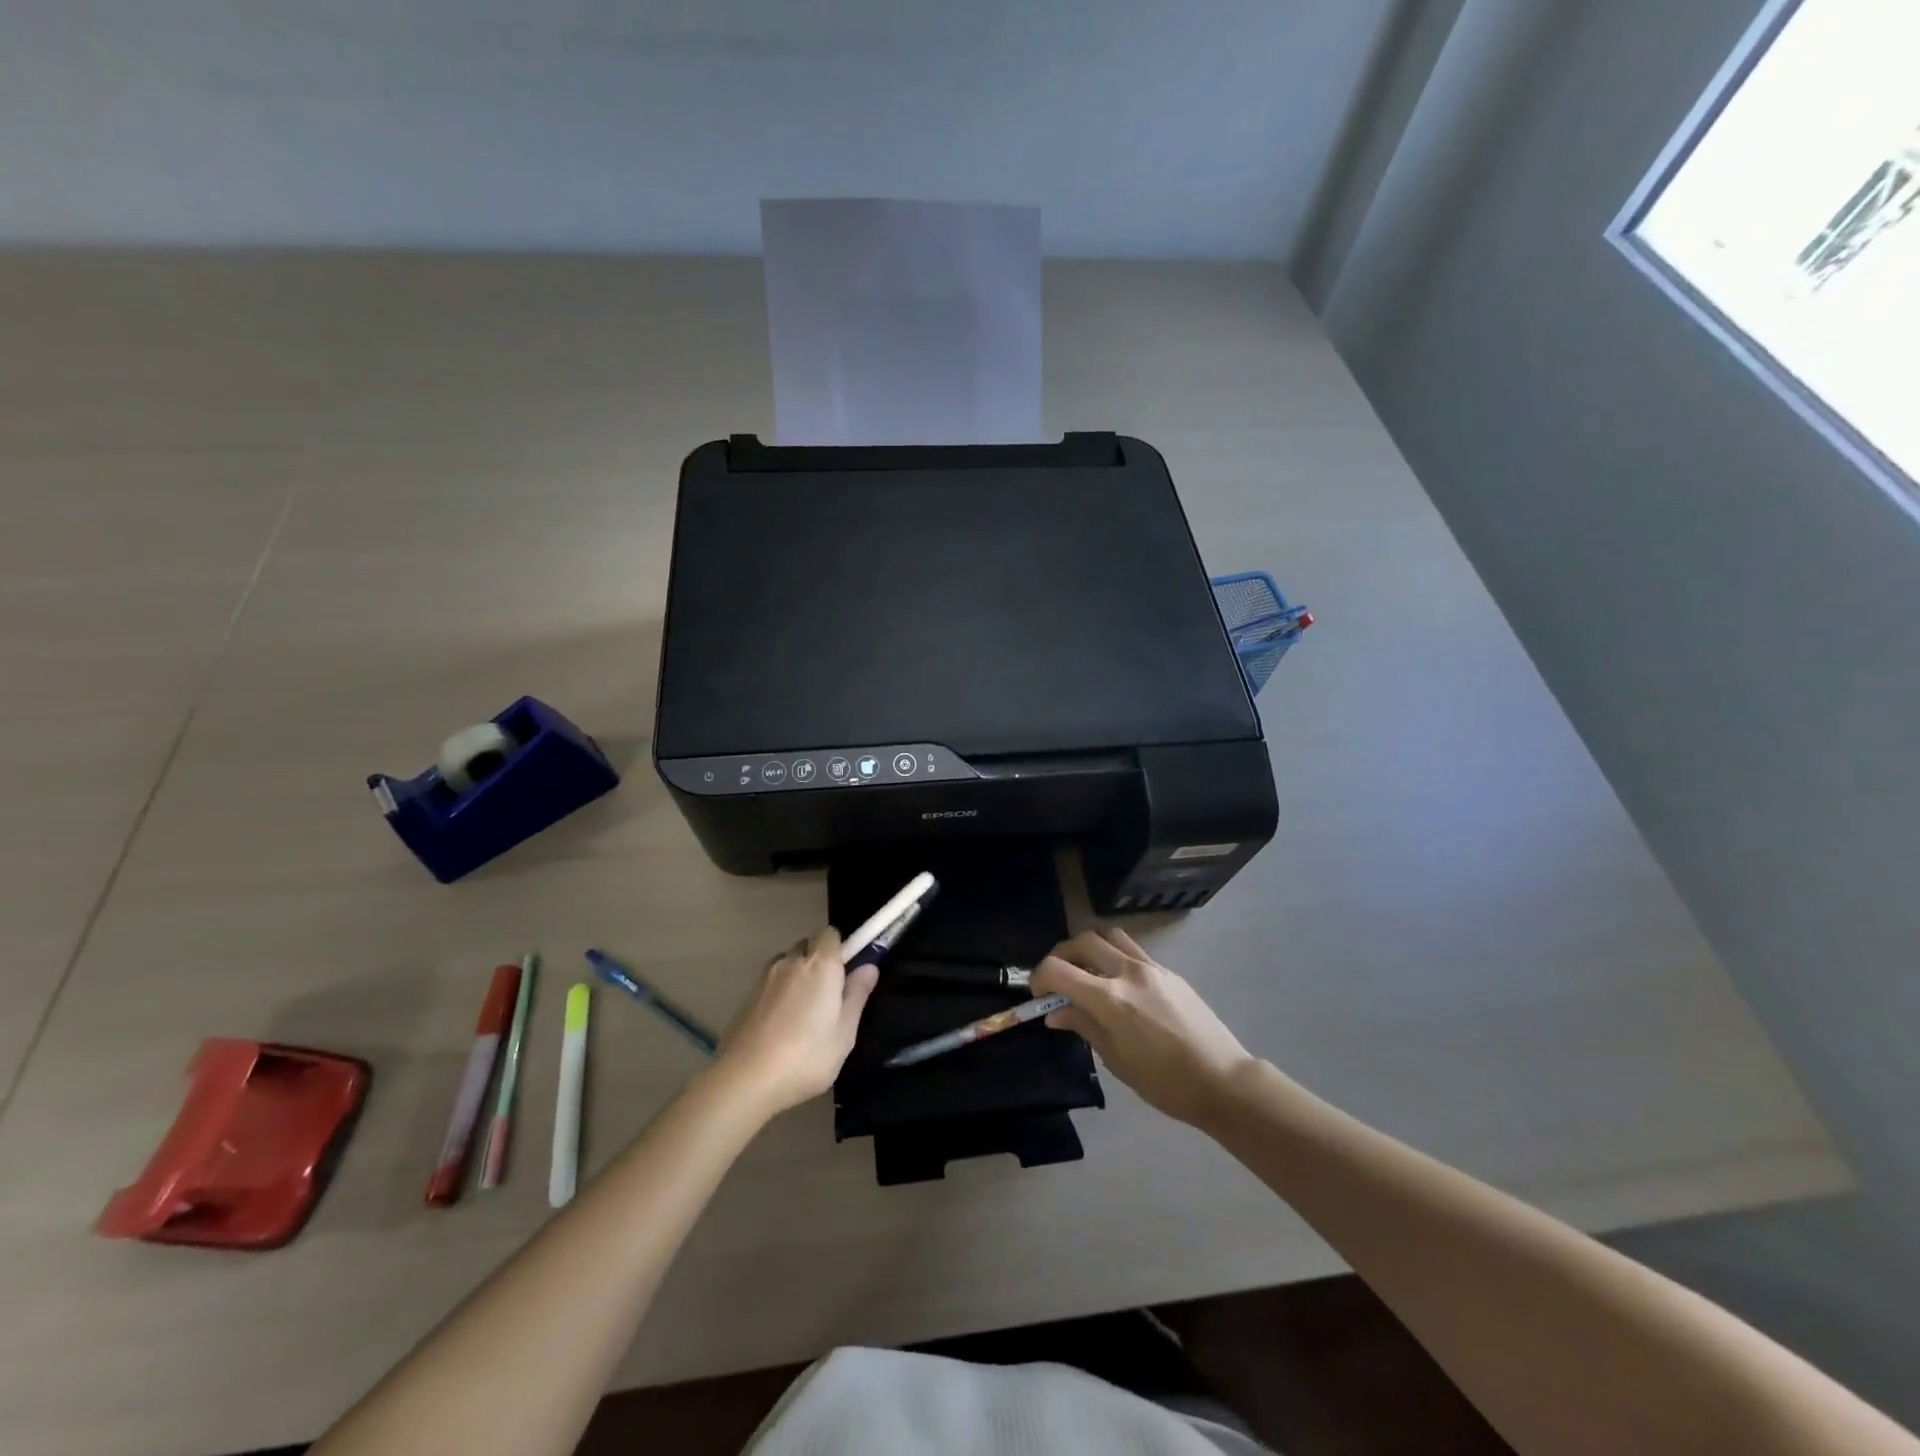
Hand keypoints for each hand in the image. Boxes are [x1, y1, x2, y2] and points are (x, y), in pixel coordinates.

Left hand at [716, 927, 878, 1116]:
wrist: (746, 1079)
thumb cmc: (807, 1056)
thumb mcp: (845, 1032)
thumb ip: (857, 994)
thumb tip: (869, 966)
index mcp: (820, 964)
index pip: (831, 933)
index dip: (841, 948)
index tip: (847, 972)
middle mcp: (791, 961)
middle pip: (808, 945)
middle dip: (819, 960)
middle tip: (829, 995)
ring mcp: (765, 977)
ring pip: (787, 962)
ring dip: (798, 975)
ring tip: (803, 1012)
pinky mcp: (747, 996)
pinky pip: (771, 981)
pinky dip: (780, 992)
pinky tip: (781, 1024)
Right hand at [1032, 928, 1255, 1126]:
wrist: (1223, 1080)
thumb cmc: (1165, 1083)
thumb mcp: (1117, 1060)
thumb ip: (1084, 1026)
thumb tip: (1056, 1013)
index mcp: (1110, 999)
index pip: (1058, 969)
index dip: (1040, 977)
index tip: (1038, 995)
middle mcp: (1128, 972)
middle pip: (1082, 941)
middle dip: (1061, 955)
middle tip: (1058, 979)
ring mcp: (1151, 967)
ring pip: (1109, 936)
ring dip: (1090, 947)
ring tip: (1087, 972)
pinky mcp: (1169, 971)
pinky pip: (1132, 949)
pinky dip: (1114, 956)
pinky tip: (1118, 984)